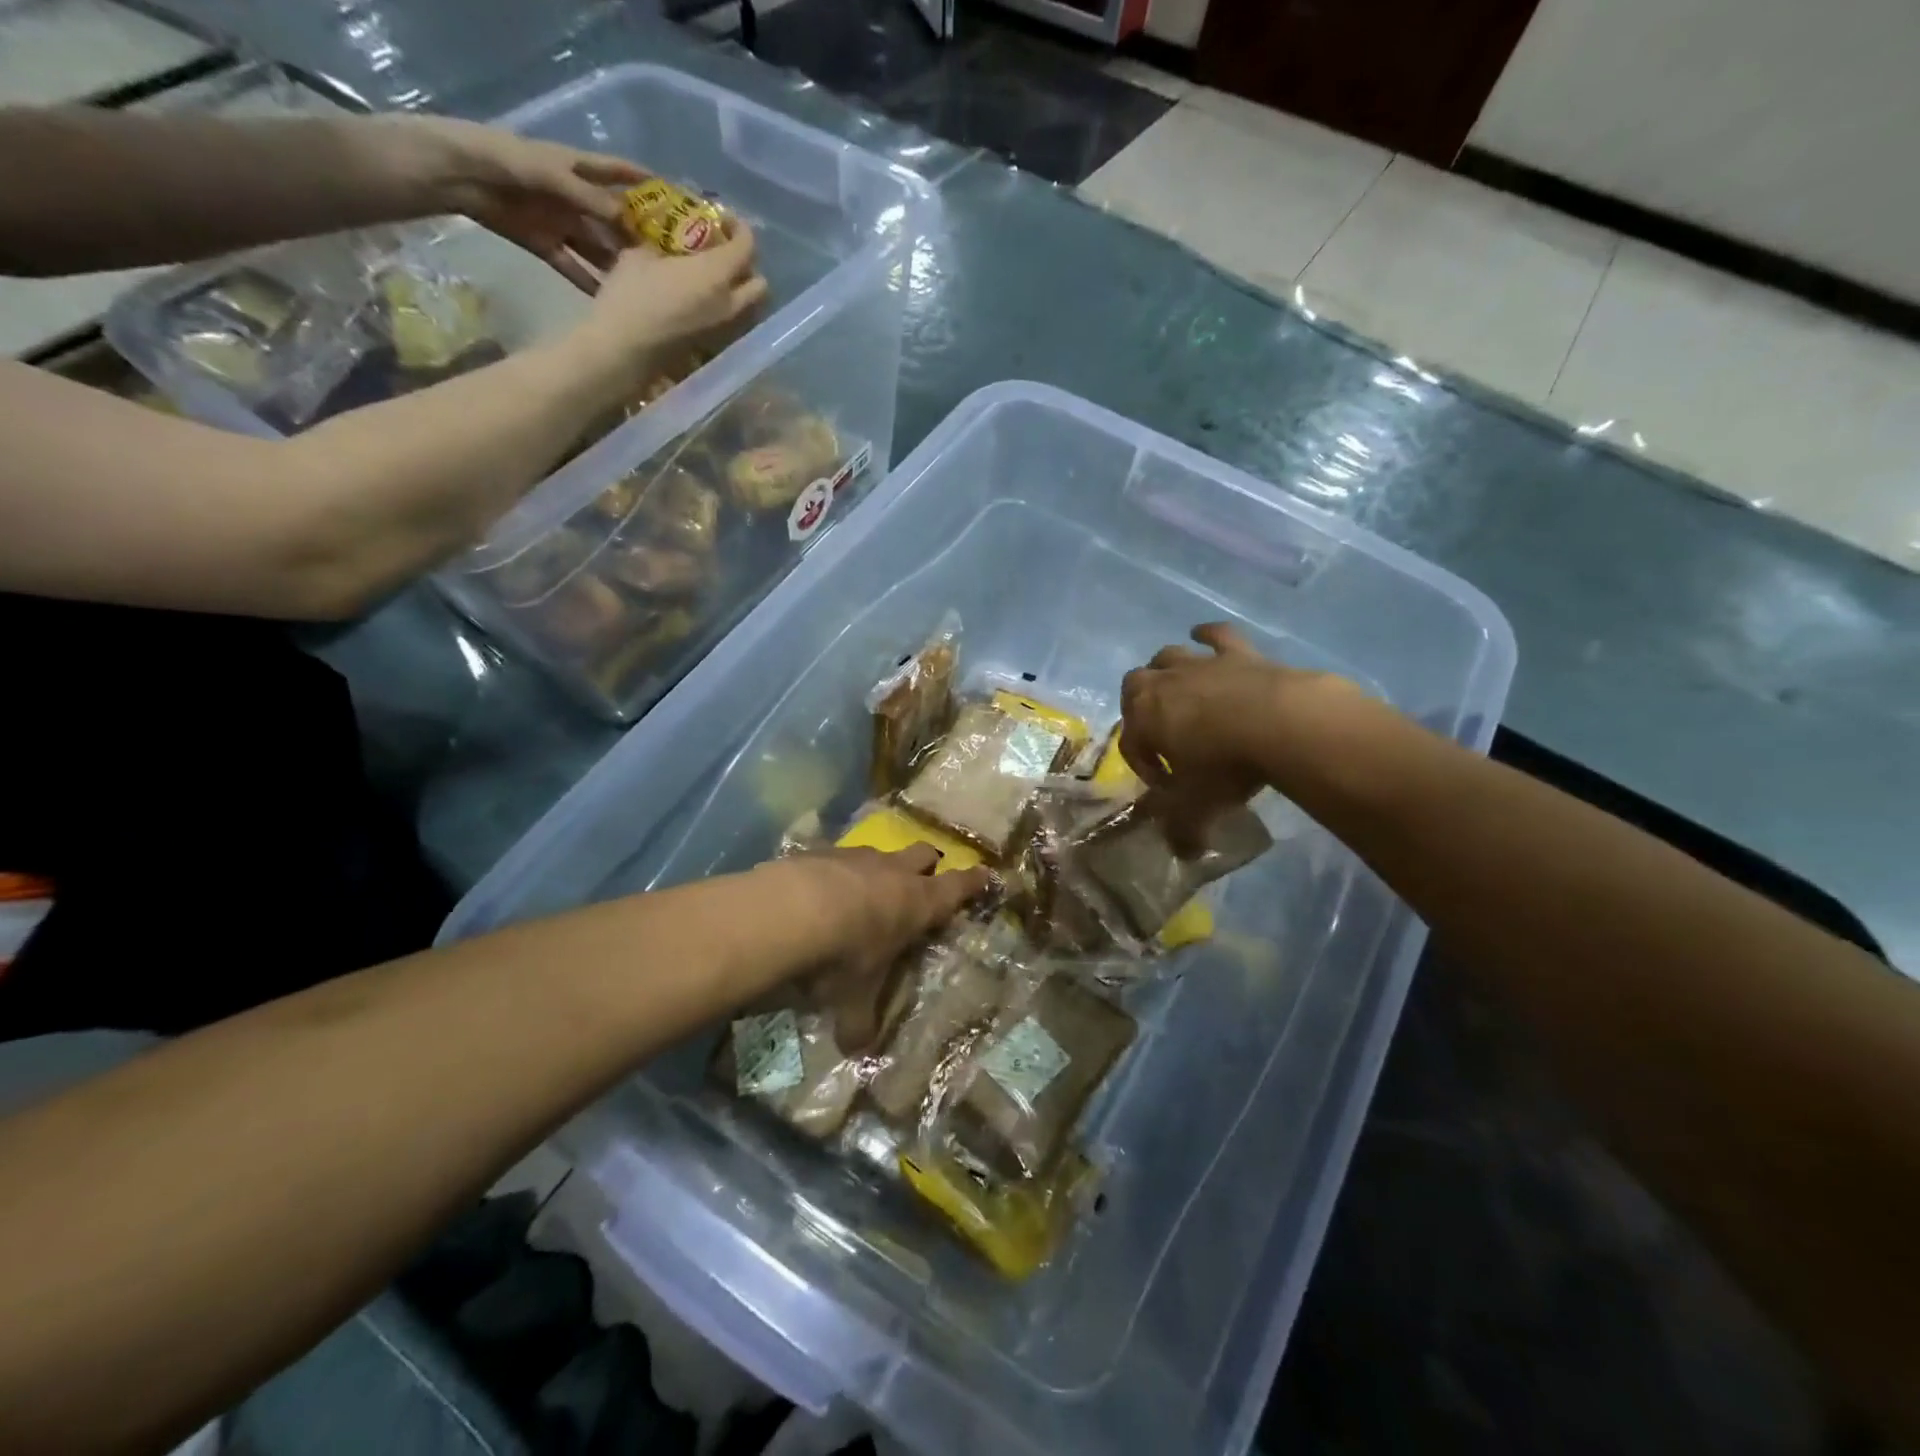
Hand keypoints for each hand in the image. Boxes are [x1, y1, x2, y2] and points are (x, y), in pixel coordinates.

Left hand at [400, 117, 647, 291]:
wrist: (457, 174)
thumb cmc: (503, 159)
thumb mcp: (550, 174)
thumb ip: (589, 197)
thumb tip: (629, 221)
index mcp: (578, 169)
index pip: (619, 173)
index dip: (646, 183)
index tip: (677, 200)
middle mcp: (575, 198)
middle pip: (614, 220)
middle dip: (640, 237)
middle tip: (671, 263)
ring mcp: (562, 224)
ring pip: (599, 248)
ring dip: (619, 267)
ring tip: (647, 289)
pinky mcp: (547, 246)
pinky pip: (576, 268)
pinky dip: (591, 284)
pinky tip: (612, 301)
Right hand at [575, 226, 768, 377]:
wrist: (625, 349)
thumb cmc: (631, 296)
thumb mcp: (642, 256)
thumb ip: (665, 247)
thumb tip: (669, 246)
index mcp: (717, 275)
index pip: (747, 247)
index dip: (741, 229)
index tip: (725, 220)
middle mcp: (731, 305)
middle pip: (760, 285)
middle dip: (749, 266)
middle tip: (725, 253)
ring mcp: (726, 331)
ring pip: (752, 309)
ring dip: (742, 292)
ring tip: (717, 279)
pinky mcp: (716, 347)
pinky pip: (735, 324)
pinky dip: (730, 310)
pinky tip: (707, 302)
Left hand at [768, 845, 990, 1050]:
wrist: (787, 911)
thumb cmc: (841, 957)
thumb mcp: (852, 998)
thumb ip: (858, 1023)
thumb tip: (857, 1053)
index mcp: (917, 904)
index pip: (957, 888)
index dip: (972, 882)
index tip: (985, 873)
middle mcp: (893, 872)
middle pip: (923, 854)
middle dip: (927, 865)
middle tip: (925, 877)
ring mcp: (857, 856)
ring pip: (881, 852)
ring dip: (880, 867)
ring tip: (866, 887)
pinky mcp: (822, 850)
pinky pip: (839, 855)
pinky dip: (838, 869)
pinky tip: (820, 887)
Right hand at [1120, 623, 1348, 848]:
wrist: (1281, 722)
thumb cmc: (1226, 765)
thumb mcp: (1200, 806)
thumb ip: (1185, 830)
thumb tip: (1184, 854)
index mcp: (1143, 718)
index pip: (1131, 743)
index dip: (1145, 767)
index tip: (1168, 787)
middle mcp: (1161, 684)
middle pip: (1134, 687)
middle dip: (1140, 708)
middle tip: (1161, 732)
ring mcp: (1199, 664)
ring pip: (1167, 657)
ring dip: (1166, 671)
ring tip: (1177, 690)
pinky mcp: (1236, 652)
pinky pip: (1215, 635)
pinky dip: (1207, 635)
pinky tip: (1202, 635)